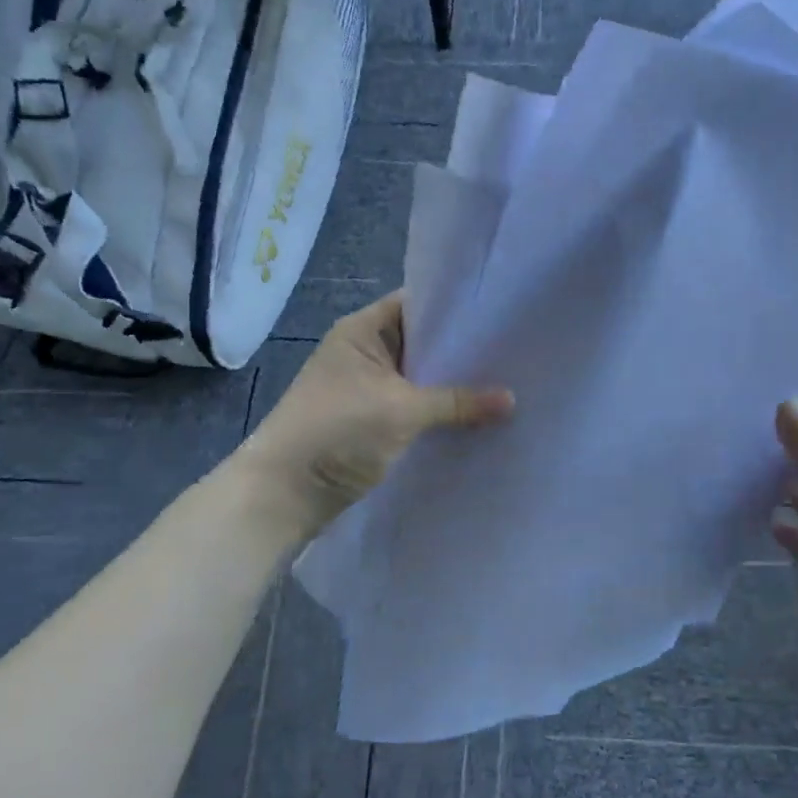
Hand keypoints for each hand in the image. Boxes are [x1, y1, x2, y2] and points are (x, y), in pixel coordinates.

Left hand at [241, 292, 514, 540]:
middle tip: (514, 349)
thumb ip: (457, 402)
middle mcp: (364, 352)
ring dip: (453, 383)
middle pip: (421, 342)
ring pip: (420, 377)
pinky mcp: (373, 421)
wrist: (283, 494)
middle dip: (461, 349)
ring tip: (508, 380)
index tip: (499, 311)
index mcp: (362, 331)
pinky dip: (441, 410)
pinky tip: (478, 415)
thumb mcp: (401, 410)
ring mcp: (368, 388)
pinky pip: (415, 406)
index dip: (455, 306)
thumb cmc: (336, 432)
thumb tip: (512, 399)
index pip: (415, 304)